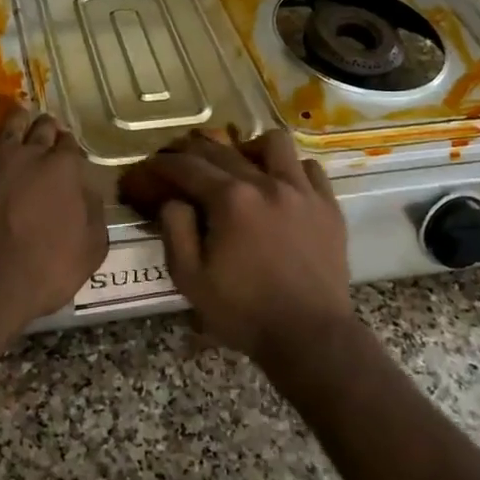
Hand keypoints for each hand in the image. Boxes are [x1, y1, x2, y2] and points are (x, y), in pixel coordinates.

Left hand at [0, 94, 107, 343]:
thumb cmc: (42, 273)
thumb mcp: (90, 251)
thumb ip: (94, 214)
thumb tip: (90, 190)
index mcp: (65, 171)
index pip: (70, 148)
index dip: (70, 148)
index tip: (68, 149)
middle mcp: (31, 154)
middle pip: (42, 131)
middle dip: (48, 128)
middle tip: (48, 127)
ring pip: (11, 125)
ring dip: (21, 116)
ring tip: (24, 108)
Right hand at [123, 130, 353, 363]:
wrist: (310, 336)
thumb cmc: (244, 311)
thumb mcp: (191, 279)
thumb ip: (175, 231)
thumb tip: (173, 199)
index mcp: (230, 200)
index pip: (188, 166)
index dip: (163, 163)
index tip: (151, 165)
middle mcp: (266, 183)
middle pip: (224, 150)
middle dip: (194, 150)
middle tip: (181, 161)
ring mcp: (302, 191)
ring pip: (273, 144)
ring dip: (250, 148)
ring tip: (241, 166)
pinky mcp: (328, 205)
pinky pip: (309, 168)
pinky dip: (290, 170)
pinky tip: (280, 186)